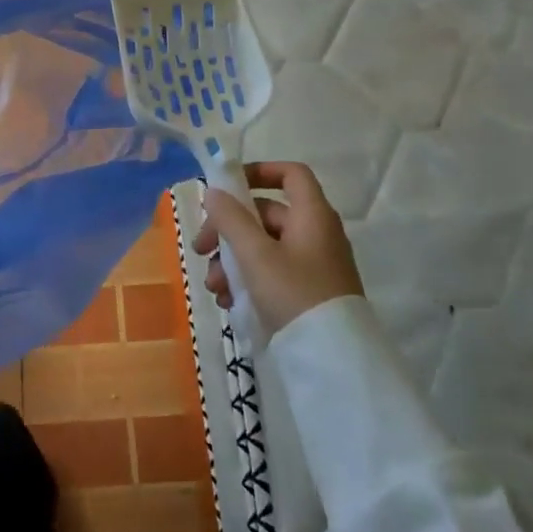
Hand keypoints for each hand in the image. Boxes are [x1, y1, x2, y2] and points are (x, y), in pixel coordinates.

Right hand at [191, 161, 363, 336]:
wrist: (333, 359)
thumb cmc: (294, 293)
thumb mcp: (255, 255)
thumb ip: (231, 219)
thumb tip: (213, 191)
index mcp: (312, 215)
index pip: (291, 174)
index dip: (259, 171)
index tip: (227, 187)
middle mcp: (315, 233)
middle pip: (265, 214)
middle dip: (228, 230)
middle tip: (200, 249)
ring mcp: (312, 265)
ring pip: (263, 247)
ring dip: (231, 260)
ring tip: (213, 287)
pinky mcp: (307, 292)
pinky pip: (271, 273)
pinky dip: (247, 280)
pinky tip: (229, 302)